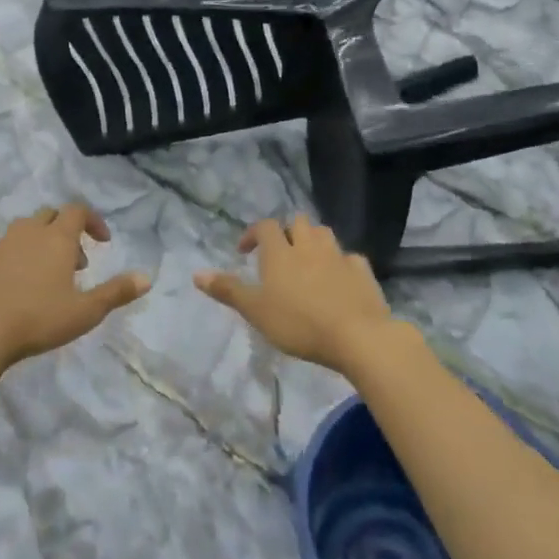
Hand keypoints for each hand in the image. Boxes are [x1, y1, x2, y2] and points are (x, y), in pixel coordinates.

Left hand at [0, 204, 150, 369]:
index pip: (77, 210)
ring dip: (43, 242)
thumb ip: (116, 292)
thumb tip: (147, 278)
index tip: (103, 242)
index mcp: (57, 238)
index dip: (93, 221)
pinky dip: (20, 256)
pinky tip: (22, 287)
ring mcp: (2, 246)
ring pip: (26, 229)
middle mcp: (29, 233)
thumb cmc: (39, 319)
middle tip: (78, 263)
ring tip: (50, 275)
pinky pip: (7, 248)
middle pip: (51, 215)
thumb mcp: (86, 311)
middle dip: (68, 231)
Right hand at [195, 215, 402, 374]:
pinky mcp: (362, 271)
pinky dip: (340, 262)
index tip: (245, 252)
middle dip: (287, 232)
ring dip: (313, 241)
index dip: (253, 234)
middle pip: (298, 223)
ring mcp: (339, 256)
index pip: (265, 227)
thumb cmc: (298, 324)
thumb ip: (228, 290)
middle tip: (279, 255)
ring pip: (324, 234)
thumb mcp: (255, 311)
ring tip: (307, 262)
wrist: (357, 336)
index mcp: (280, 253)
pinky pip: (349, 257)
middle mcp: (309, 246)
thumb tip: (196, 273)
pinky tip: (338, 278)